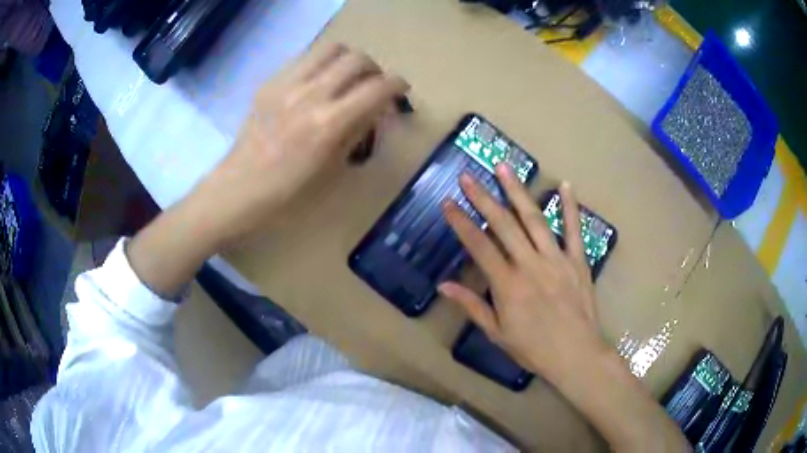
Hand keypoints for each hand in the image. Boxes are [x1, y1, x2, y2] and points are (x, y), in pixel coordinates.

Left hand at [195, 43, 408, 247]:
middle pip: (357, 59)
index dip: (398, 84)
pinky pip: (304, 58)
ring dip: (347, 59)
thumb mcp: (334, 169)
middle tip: (372, 84)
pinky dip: (320, 64)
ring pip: (330, 48)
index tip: (401, 89)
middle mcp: (310, 95)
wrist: (240, 188)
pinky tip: (316, 83)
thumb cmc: (289, 193)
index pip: (377, 88)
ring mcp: (286, 85)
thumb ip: (358, 132)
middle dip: (374, 68)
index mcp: (329, 124)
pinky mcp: (270, 83)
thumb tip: (375, 109)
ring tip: (345, 76)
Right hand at [441, 167, 689, 450]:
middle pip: (503, 225)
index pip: (479, 246)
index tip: (448, 203)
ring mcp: (556, 259)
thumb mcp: (497, 333)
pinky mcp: (577, 260)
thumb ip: (472, 306)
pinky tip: (565, 184)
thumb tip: (444, 286)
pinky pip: (574, 229)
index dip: (461, 223)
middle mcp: (530, 264)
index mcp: (508, 284)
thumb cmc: (533, 349)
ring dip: (517, 191)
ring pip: (534, 219)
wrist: (576, 355)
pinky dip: (570, 206)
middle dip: (483, 198)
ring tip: (504, 168)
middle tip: (468, 176)